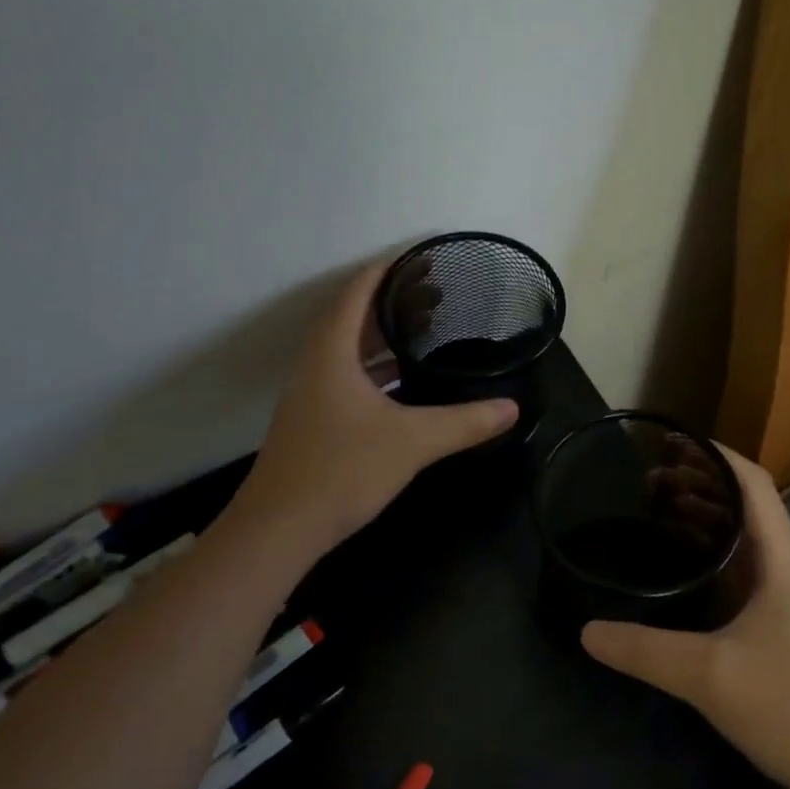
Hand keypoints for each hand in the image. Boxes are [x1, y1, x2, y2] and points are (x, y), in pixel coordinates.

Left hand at [232, 259, 518, 552]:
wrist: (278, 529)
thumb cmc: (342, 470)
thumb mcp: (412, 442)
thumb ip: (464, 422)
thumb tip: (512, 408)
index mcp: (331, 351)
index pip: (357, 291)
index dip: (387, 270)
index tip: (422, 259)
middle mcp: (316, 363)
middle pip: (352, 315)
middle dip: (391, 301)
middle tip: (435, 294)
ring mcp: (311, 392)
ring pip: (348, 348)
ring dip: (381, 334)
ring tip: (423, 329)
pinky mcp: (313, 418)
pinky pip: (346, 374)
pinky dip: (374, 366)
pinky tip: (401, 380)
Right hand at [581, 445, 789, 788]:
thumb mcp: (709, 675)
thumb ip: (644, 651)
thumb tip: (587, 631)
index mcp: (780, 559)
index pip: (753, 483)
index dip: (715, 454)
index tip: (671, 443)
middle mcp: (784, 567)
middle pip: (744, 503)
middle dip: (698, 482)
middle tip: (648, 478)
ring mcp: (783, 598)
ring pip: (741, 537)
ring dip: (702, 516)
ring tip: (656, 509)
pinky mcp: (777, 625)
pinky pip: (738, 569)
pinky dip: (708, 553)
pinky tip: (678, 567)